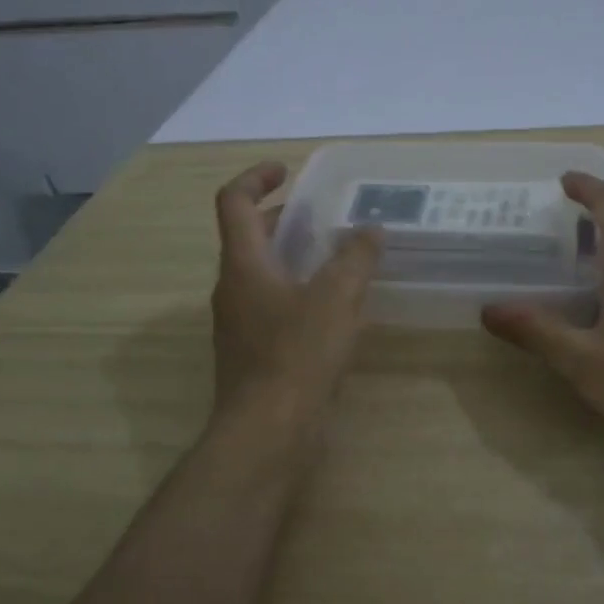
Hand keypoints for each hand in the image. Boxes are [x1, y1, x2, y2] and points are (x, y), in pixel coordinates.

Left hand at [210, 162, 381, 432]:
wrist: (268, 432)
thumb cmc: (297, 356)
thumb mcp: (336, 299)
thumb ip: (355, 259)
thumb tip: (370, 230)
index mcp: (243, 265)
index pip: (232, 202)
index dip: (255, 178)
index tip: (286, 170)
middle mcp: (232, 289)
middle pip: (246, 238)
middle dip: (279, 218)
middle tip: (319, 215)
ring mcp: (239, 325)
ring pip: (260, 275)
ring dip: (290, 258)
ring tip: (334, 259)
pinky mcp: (253, 354)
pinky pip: (272, 308)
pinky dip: (297, 293)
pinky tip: (332, 311)